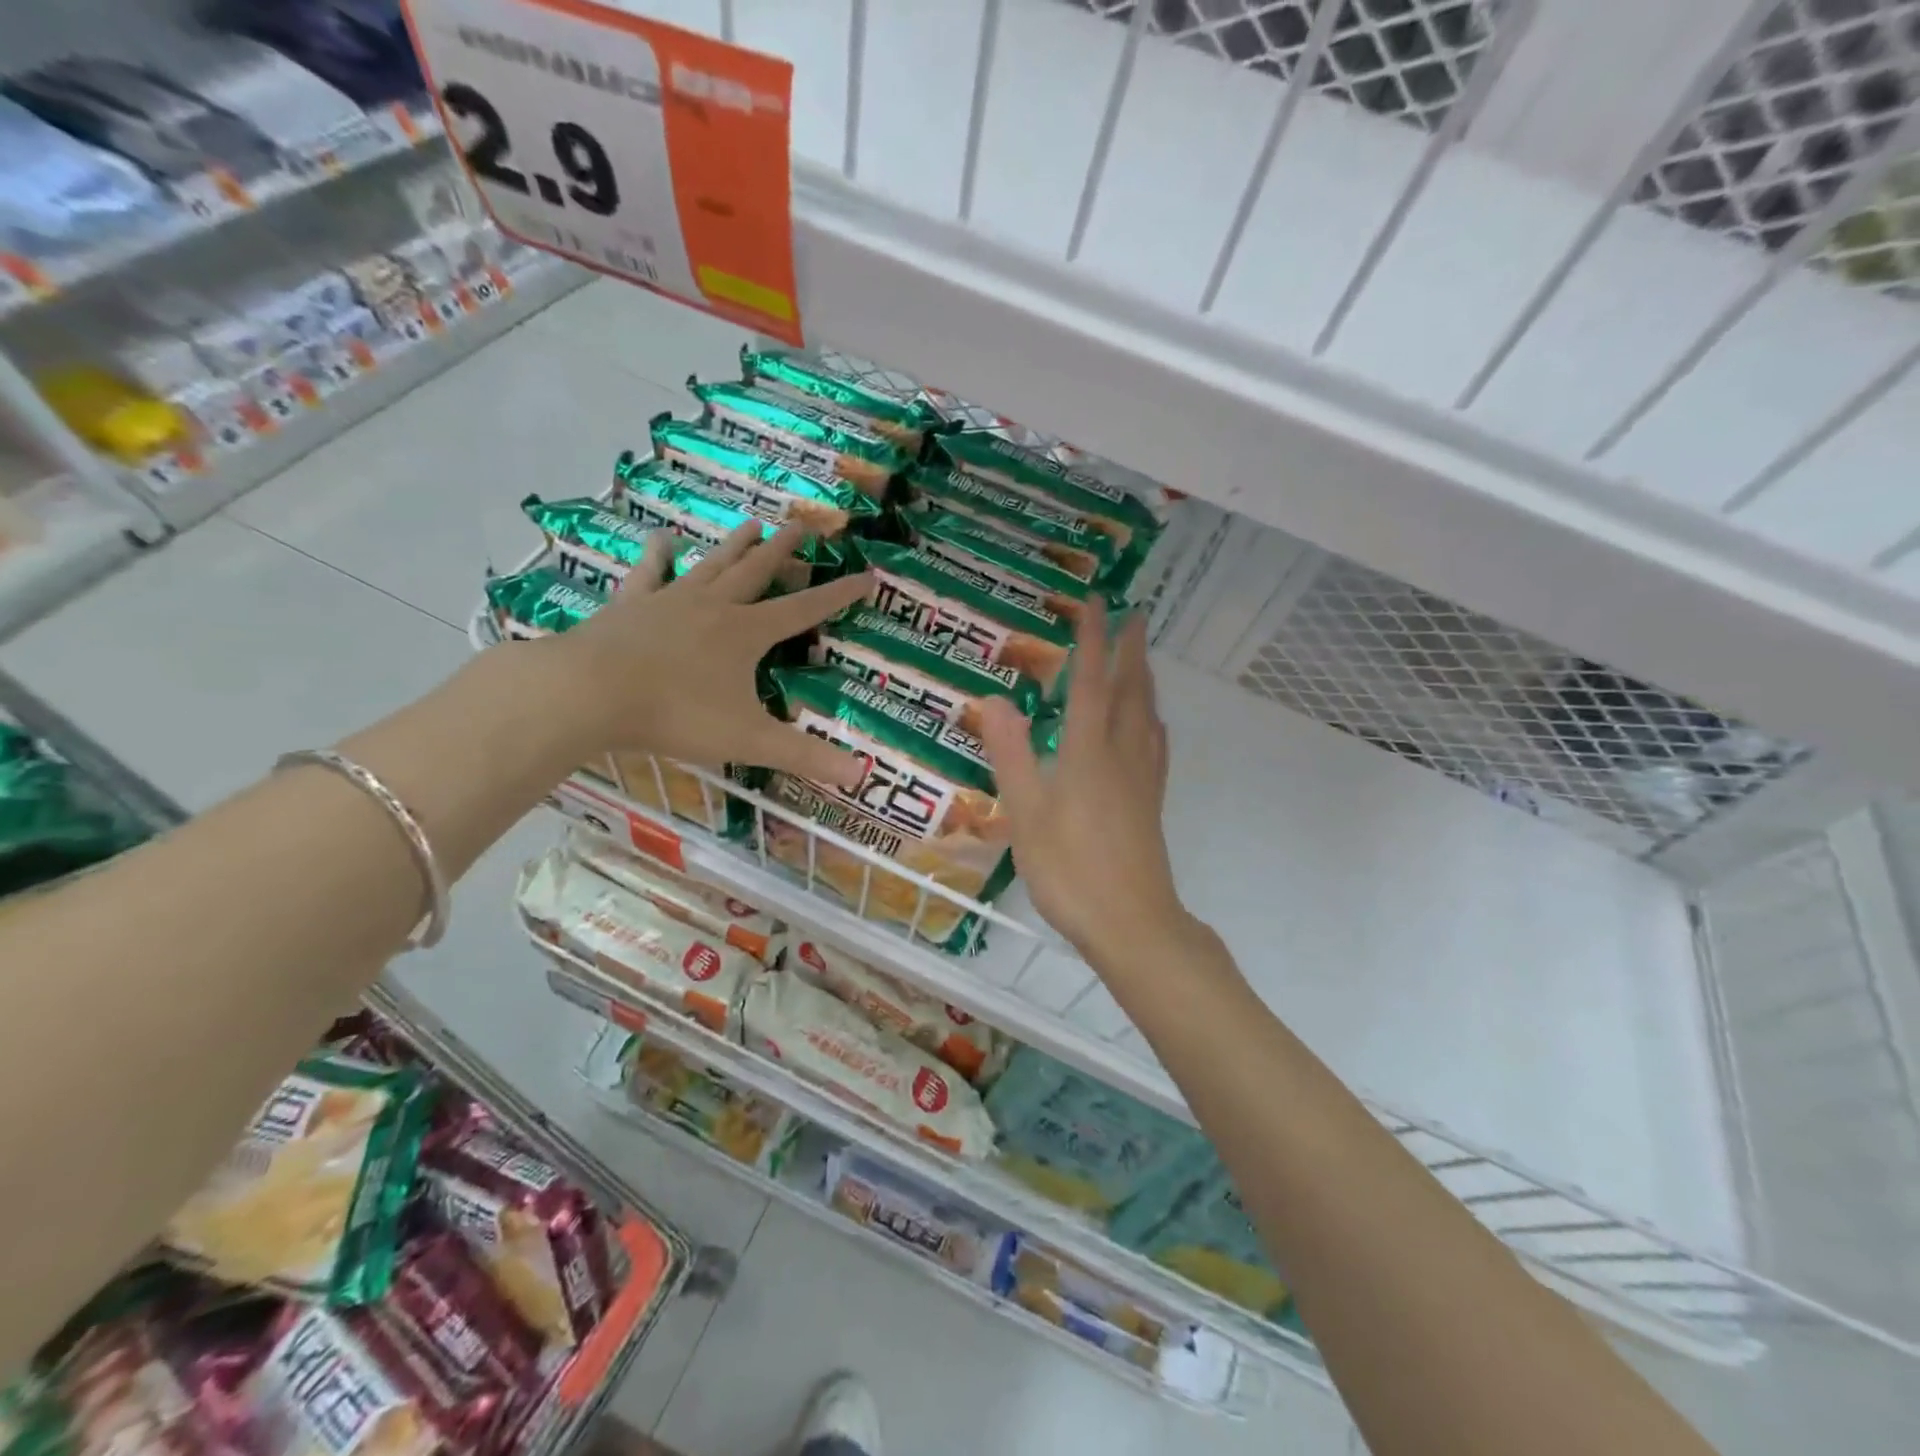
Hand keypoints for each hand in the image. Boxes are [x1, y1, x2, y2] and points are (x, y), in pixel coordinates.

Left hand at [555, 521, 869, 785]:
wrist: (591, 692)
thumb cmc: (677, 715)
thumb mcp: (749, 740)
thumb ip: (804, 757)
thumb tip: (860, 775)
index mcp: (747, 633)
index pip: (804, 610)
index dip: (837, 595)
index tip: (865, 575)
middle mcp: (714, 607)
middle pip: (757, 572)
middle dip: (784, 552)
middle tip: (803, 526)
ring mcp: (670, 601)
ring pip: (712, 566)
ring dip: (735, 545)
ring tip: (754, 524)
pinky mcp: (630, 606)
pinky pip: (649, 574)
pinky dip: (658, 556)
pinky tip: (663, 538)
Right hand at [978, 601, 1187, 965]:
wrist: (1131, 923)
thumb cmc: (1070, 869)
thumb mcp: (1026, 813)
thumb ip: (1012, 754)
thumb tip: (997, 699)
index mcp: (1088, 752)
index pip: (1090, 683)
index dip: (1092, 640)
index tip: (1096, 602)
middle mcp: (1121, 755)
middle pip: (1130, 691)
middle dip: (1131, 650)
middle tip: (1135, 614)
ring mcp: (1141, 780)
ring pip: (1147, 715)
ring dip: (1145, 679)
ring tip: (1143, 658)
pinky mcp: (1150, 803)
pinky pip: (1155, 746)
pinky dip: (1152, 720)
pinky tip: (1152, 725)